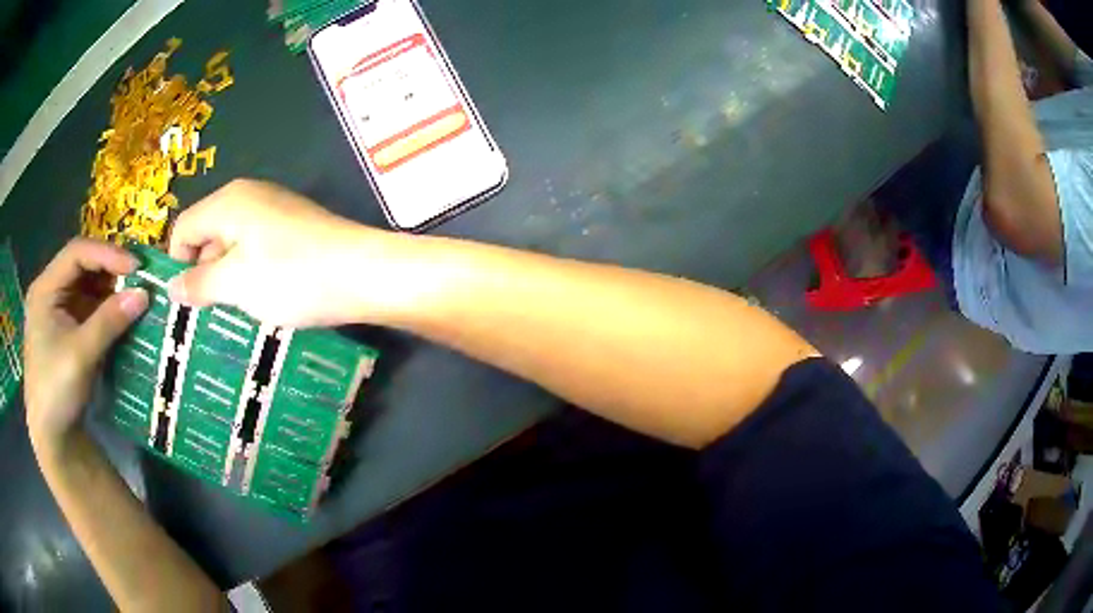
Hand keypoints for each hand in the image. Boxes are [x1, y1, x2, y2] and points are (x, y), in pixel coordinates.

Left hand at [24, 239, 147, 449]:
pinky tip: (121, 315)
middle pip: (81, 266)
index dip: (106, 254)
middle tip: (139, 278)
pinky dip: (105, 309)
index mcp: (44, 289)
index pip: (77, 253)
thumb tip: (144, 294)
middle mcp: (49, 292)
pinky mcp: (65, 331)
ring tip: (134, 295)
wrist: (50, 437)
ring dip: (110, 289)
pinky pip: (87, 308)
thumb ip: (109, 322)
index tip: (136, 267)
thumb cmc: (56, 391)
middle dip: (110, 270)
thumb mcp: (81, 355)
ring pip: (86, 286)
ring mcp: (56, 312)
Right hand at [168, 179, 406, 326]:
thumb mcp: (236, 284)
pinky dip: (252, 272)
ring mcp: (275, 209)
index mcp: (228, 201)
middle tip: (212, 312)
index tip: (187, 302)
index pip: (184, 227)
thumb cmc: (291, 276)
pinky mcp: (294, 226)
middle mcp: (249, 195)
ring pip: (233, 244)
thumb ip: (199, 284)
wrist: (363, 273)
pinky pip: (257, 248)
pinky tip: (265, 297)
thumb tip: (171, 286)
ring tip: (238, 310)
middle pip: (207, 233)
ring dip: (229, 277)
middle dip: (204, 272)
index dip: (178, 264)